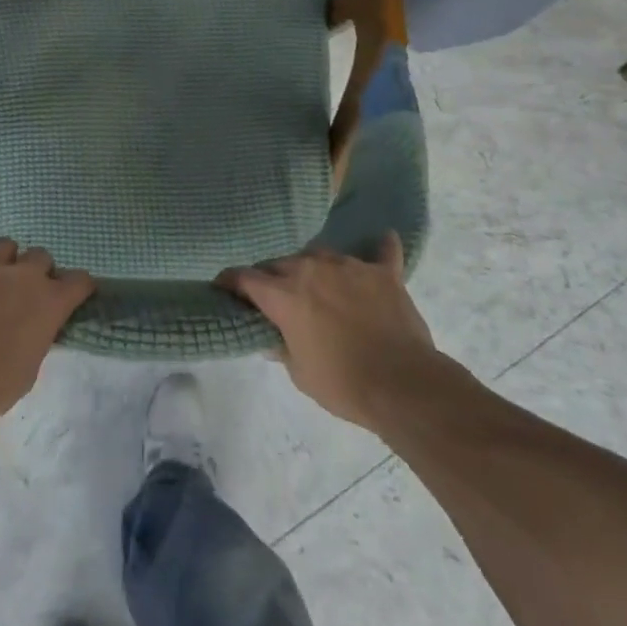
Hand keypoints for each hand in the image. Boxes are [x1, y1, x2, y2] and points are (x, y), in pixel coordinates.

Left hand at [0, 236, 94, 426]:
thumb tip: (30, 331)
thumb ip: (35, 338)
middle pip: (39, 255)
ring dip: (1, 258)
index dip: (78, 286)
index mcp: (49, 301)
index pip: (78, 281)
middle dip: (36, 269)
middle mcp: (23, 275)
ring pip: (2, 245)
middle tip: (26, 288)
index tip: (75, 292)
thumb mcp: (30, 368)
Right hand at [218, 234, 443, 432]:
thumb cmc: (344, 384)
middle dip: (273, 278)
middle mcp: (311, 268)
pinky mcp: (382, 272)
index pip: (245, 278)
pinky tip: (384, 240)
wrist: (404, 385)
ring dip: (314, 268)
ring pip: (319, 255)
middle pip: (281, 264)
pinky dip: (380, 249)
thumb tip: (270, 337)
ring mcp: (349, 266)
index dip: (230, 282)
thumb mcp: (300, 374)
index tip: (223, 287)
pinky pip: (381, 252)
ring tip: (319, 286)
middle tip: (276, 297)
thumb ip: (281, 347)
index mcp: (285, 294)